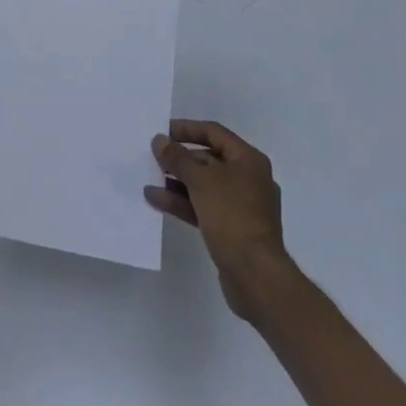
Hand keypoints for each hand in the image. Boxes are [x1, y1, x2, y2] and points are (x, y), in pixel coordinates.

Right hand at [145, 119, 293, 322]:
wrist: (255, 276)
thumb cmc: (232, 216)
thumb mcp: (200, 181)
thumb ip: (177, 158)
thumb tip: (160, 140)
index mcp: (248, 160)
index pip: (214, 133)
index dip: (187, 129)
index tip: (162, 131)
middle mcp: (248, 179)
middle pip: (209, 159)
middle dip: (180, 159)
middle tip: (154, 157)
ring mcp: (242, 206)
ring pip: (204, 186)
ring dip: (177, 182)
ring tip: (149, 179)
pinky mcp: (233, 230)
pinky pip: (204, 207)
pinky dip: (183, 202)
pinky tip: (157, 200)